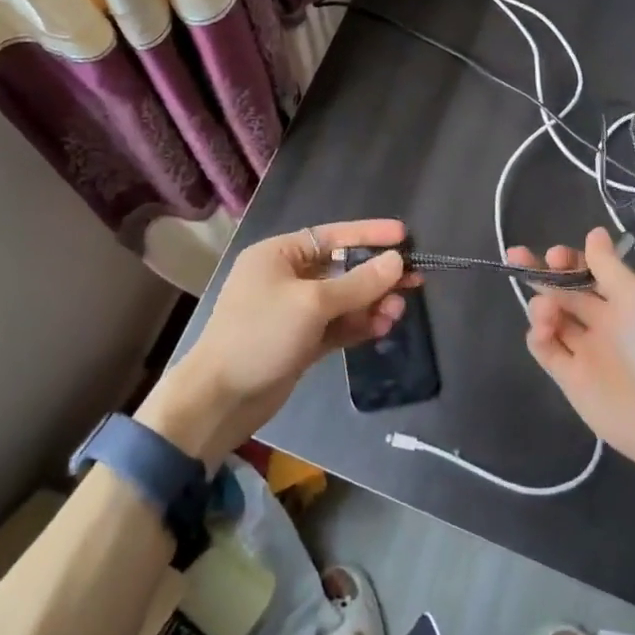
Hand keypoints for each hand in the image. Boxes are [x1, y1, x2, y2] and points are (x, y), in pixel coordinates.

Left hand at [140, 219, 410, 465]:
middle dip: (375, 276)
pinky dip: (358, 325)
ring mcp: (293, 312)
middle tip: (414, 280)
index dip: (369, 234)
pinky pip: (337, 326)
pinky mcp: (300, 342)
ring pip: (342, 300)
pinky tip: (383, 326)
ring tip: (399, 310)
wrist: (219, 400)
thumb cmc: (260, 335)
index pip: (332, 235)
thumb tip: (396, 261)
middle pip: (341, 269)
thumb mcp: (312, 304)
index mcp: (279, 254)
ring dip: (370, 303)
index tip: (403, 235)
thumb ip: (358, 283)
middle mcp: (286, 277)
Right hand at [506, 227, 634, 483]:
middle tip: (518, 257)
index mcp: (628, 301)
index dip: (571, 261)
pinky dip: (538, 335)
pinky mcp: (571, 379)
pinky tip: (542, 331)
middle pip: (566, 291)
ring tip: (547, 311)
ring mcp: (587, 351)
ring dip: (541, 304)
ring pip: (552, 317)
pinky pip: (546, 349)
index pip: (591, 273)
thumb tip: (594, 232)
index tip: (557, 255)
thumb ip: (609, 267)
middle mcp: (606, 323)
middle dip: (542, 272)